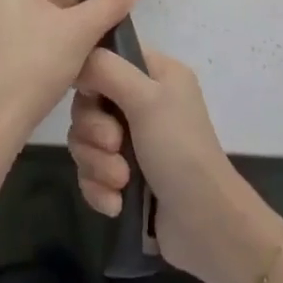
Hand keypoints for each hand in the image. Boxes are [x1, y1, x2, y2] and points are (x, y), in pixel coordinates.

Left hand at [0, 0, 137, 154]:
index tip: (107, 0)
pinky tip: (55, 57)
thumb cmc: (31, 67)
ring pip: (22, 8)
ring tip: (83, 43)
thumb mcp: (79, 32)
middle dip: (68, 4)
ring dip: (52, 22)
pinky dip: (29, 36)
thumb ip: (109, 3)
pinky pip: (5, 26)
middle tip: (98, 26)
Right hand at [70, 46, 282, 282]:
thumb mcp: (146, 99)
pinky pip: (91, 172)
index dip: (92, 77)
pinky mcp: (126, 177)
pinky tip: (117, 204)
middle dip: (94, 131)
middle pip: (89, 103)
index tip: (92, 96)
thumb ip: (107, 70)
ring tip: (121, 181)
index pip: (109, 57)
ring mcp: (135, 141)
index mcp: (157, 74)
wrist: (204, 225)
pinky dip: (100, 188)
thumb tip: (77, 60)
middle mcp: (145, 102)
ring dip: (98, 163)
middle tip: (114, 145)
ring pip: (87, 140)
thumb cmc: (179, 149)